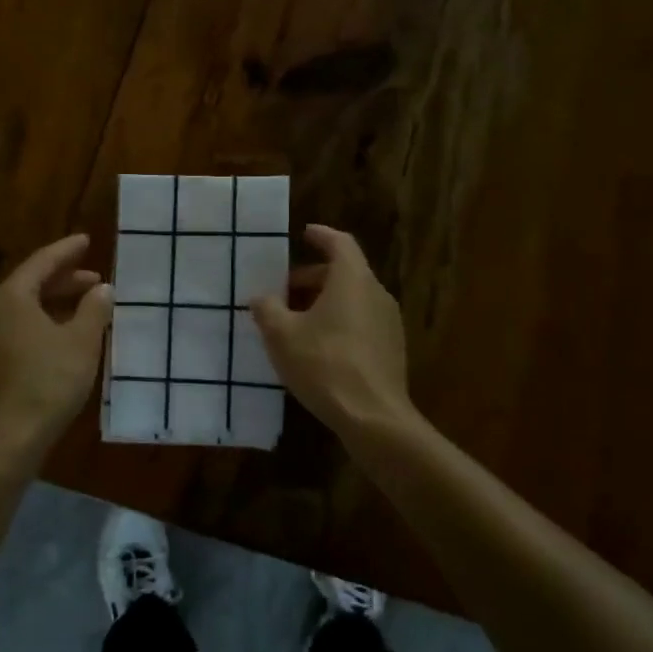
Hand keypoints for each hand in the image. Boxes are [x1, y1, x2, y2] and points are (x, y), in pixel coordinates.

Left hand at [0, 234, 113, 459]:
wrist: (14, 435)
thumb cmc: (50, 380)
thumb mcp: (82, 340)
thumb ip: (94, 308)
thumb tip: (103, 289)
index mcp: (12, 297)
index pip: (41, 262)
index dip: (66, 250)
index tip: (86, 240)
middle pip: (31, 283)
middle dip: (64, 278)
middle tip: (95, 277)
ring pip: (27, 306)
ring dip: (57, 300)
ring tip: (88, 303)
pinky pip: (22, 325)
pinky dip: (47, 319)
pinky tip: (68, 332)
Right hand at [250, 225, 416, 439]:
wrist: (373, 417)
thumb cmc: (324, 365)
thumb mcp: (281, 335)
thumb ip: (267, 309)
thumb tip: (261, 298)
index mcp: (352, 280)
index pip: (340, 243)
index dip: (321, 236)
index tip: (305, 233)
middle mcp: (376, 294)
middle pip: (344, 273)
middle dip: (312, 278)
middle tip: (283, 292)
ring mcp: (388, 323)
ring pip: (353, 299)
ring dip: (324, 302)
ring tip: (295, 322)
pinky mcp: (391, 349)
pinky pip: (361, 322)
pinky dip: (339, 322)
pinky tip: (317, 348)